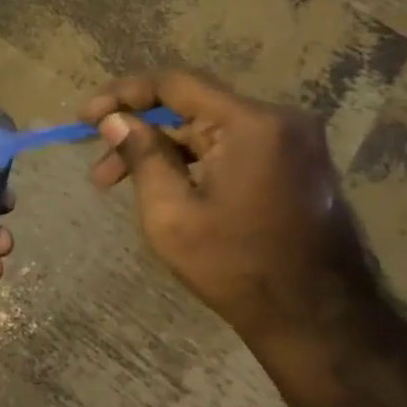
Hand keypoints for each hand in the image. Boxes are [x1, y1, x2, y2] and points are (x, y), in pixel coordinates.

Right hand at [82, 69, 371, 347]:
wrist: (321, 322)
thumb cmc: (237, 267)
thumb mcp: (171, 214)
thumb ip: (142, 156)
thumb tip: (115, 120)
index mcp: (252, 124)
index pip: (175, 83)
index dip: (123, 94)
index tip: (85, 118)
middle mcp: (279, 121)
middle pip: (191, 107)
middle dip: (138, 131)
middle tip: (99, 165)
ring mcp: (293, 143)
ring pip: (208, 130)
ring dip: (162, 151)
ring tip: (117, 184)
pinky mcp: (296, 165)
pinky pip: (231, 147)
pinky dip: (192, 161)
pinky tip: (164, 188)